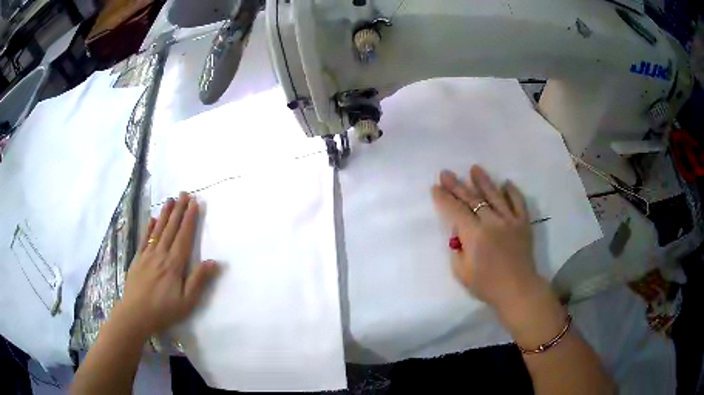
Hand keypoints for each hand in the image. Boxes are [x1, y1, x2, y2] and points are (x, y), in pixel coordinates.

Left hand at [118, 192, 218, 336]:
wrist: (135, 314)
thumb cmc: (164, 310)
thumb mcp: (187, 301)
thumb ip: (199, 280)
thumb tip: (214, 261)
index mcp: (174, 264)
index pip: (184, 236)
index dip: (190, 219)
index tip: (194, 203)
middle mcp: (161, 254)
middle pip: (171, 229)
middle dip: (178, 210)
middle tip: (184, 193)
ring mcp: (147, 255)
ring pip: (158, 230)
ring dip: (165, 214)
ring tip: (170, 200)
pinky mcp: (138, 259)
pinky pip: (144, 239)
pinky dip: (148, 228)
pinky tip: (152, 219)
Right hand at [431, 165, 543, 313]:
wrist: (518, 290)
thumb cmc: (487, 285)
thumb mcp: (461, 272)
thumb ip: (457, 249)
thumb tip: (459, 232)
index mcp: (475, 235)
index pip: (456, 211)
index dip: (444, 198)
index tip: (435, 188)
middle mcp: (492, 222)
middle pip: (472, 199)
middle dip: (457, 185)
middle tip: (446, 173)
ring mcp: (510, 220)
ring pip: (495, 195)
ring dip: (483, 181)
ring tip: (474, 168)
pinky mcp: (523, 223)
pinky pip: (518, 202)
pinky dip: (512, 192)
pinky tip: (506, 183)